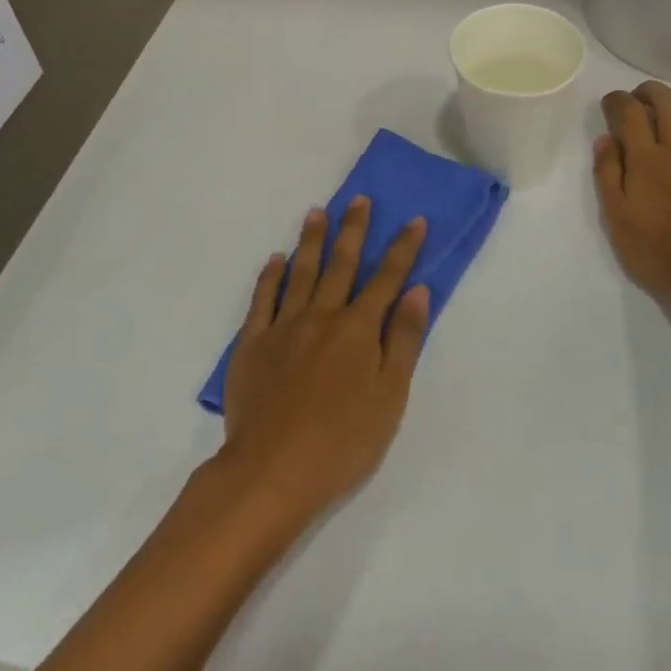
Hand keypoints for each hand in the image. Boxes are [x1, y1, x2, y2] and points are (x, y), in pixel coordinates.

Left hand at [220, 198, 430, 523]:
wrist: (272, 471)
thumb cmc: (343, 441)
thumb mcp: (390, 396)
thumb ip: (403, 340)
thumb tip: (418, 291)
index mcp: (358, 329)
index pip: (387, 278)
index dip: (403, 248)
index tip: (414, 220)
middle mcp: (322, 316)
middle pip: (342, 264)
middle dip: (354, 230)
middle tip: (359, 199)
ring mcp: (284, 327)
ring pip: (301, 272)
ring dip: (311, 241)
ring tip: (316, 213)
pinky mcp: (252, 344)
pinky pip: (262, 300)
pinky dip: (269, 277)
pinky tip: (275, 260)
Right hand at [594, 81, 670, 313]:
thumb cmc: (657, 251)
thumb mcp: (617, 218)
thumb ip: (607, 174)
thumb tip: (605, 139)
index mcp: (646, 160)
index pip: (631, 112)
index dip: (618, 100)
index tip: (610, 103)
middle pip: (666, 101)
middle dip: (648, 91)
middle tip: (637, 98)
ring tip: (664, 106)